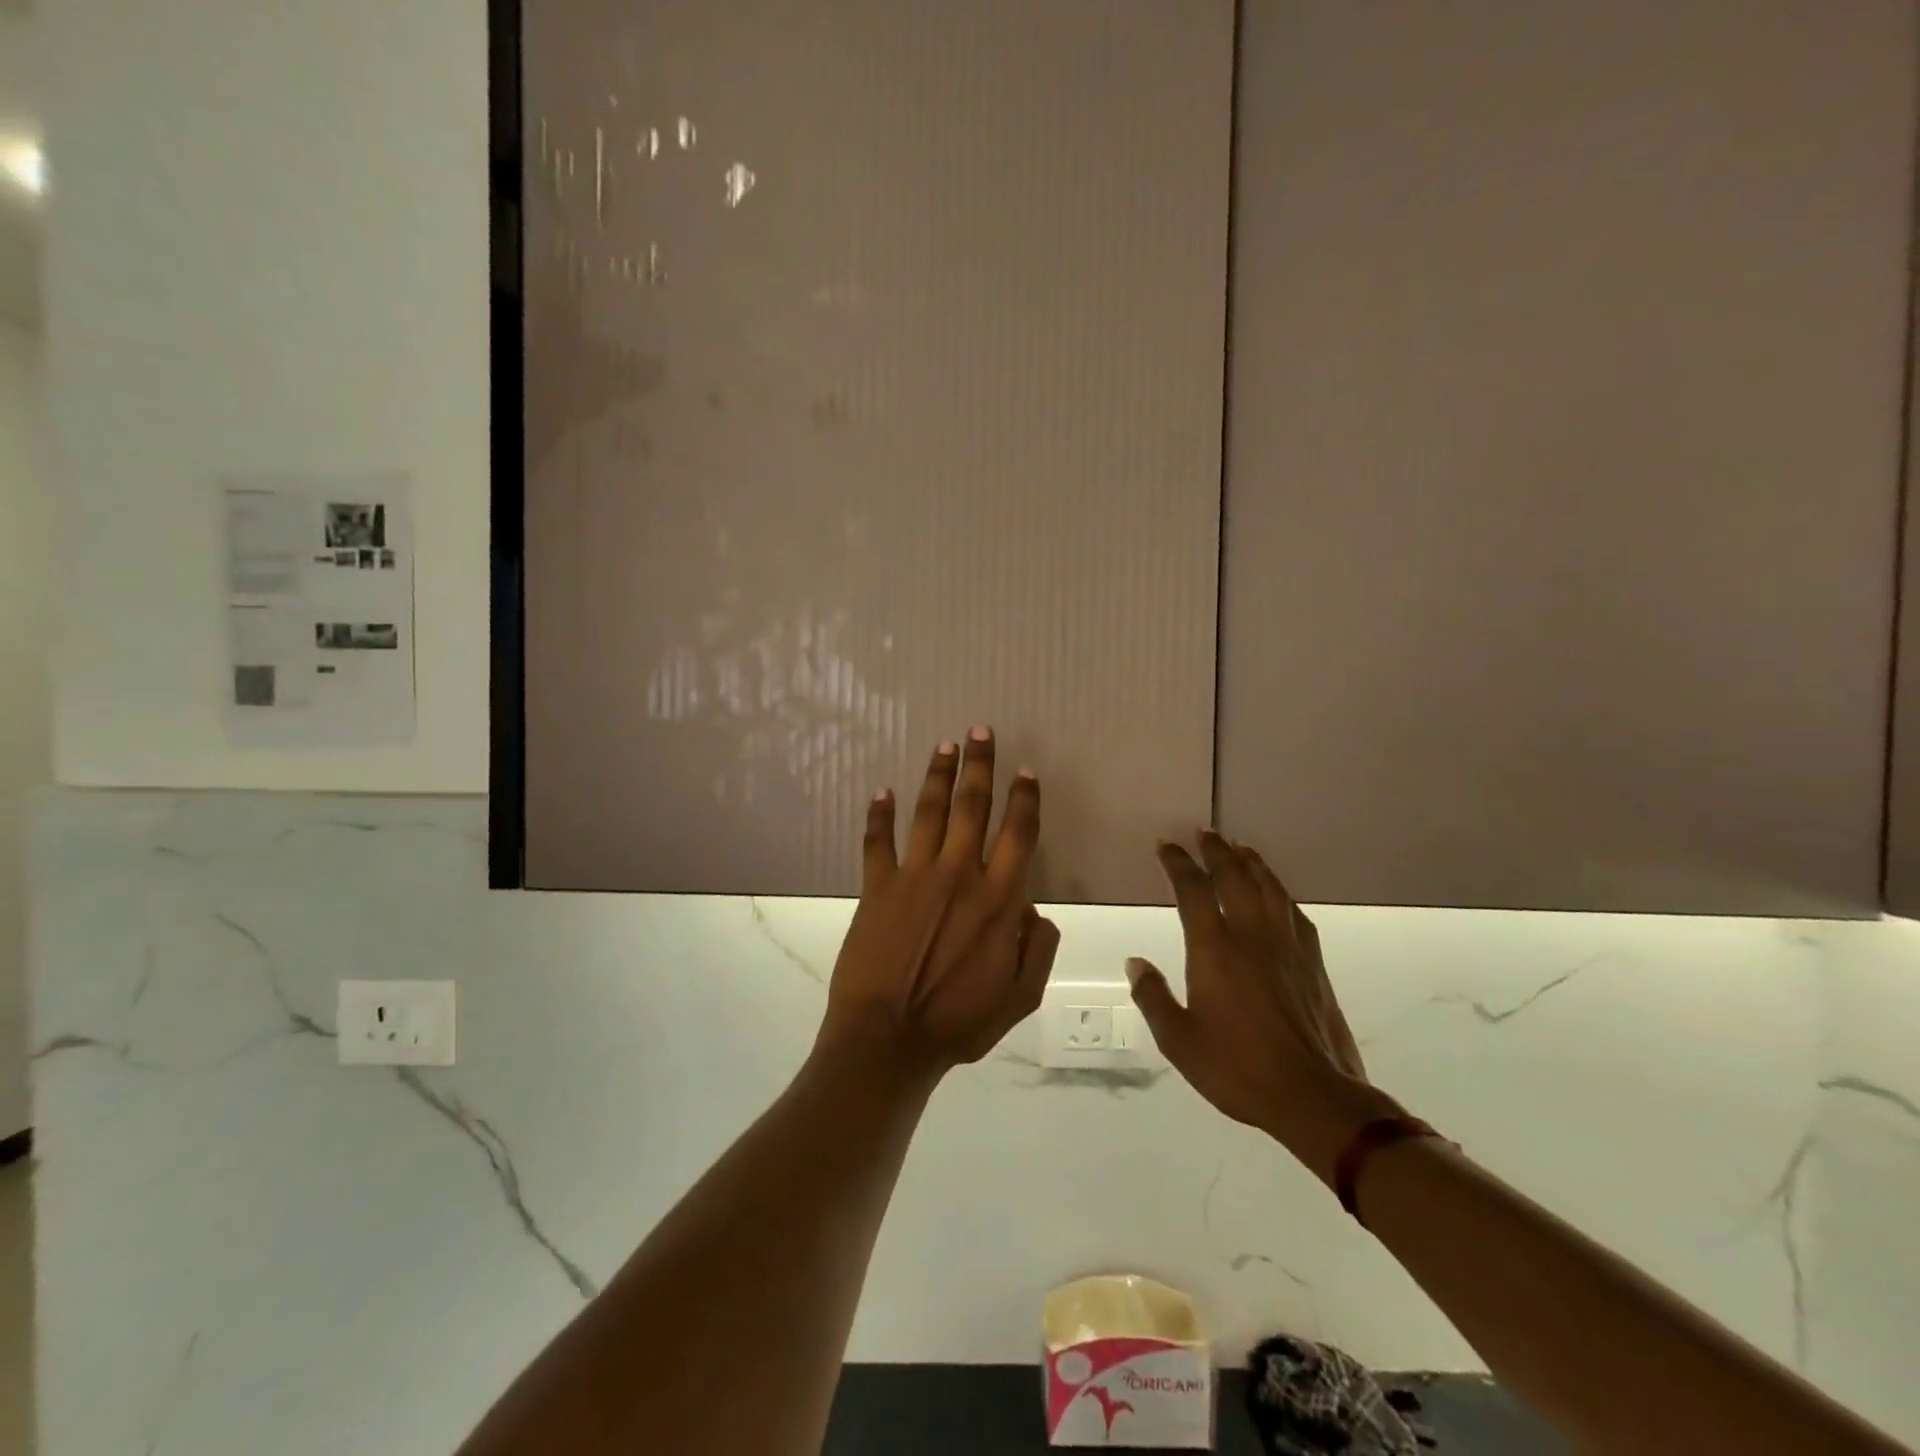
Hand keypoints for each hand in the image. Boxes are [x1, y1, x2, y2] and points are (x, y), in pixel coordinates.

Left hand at [818, 728, 1061, 1080]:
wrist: (888, 1039)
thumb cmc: (958, 1023)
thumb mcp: (1019, 997)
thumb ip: (1038, 949)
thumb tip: (1037, 910)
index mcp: (998, 900)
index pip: (1018, 834)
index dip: (1025, 799)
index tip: (1026, 771)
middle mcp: (959, 875)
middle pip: (973, 807)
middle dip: (979, 765)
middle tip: (980, 730)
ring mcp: (914, 877)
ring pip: (930, 813)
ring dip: (938, 776)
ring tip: (945, 746)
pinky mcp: (877, 887)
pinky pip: (878, 842)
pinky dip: (879, 815)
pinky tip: (882, 791)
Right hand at [1127, 831, 1395, 1183]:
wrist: (1314, 1096)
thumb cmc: (1238, 1067)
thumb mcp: (1179, 1040)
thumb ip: (1153, 997)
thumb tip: (1135, 962)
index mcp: (1215, 949)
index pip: (1192, 890)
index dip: (1178, 863)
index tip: (1166, 845)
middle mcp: (1251, 935)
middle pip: (1234, 877)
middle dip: (1216, 851)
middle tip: (1204, 832)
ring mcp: (1286, 946)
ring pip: (1268, 888)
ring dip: (1251, 863)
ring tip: (1240, 847)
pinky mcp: (1312, 962)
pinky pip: (1294, 912)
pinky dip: (1280, 892)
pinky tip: (1277, 893)